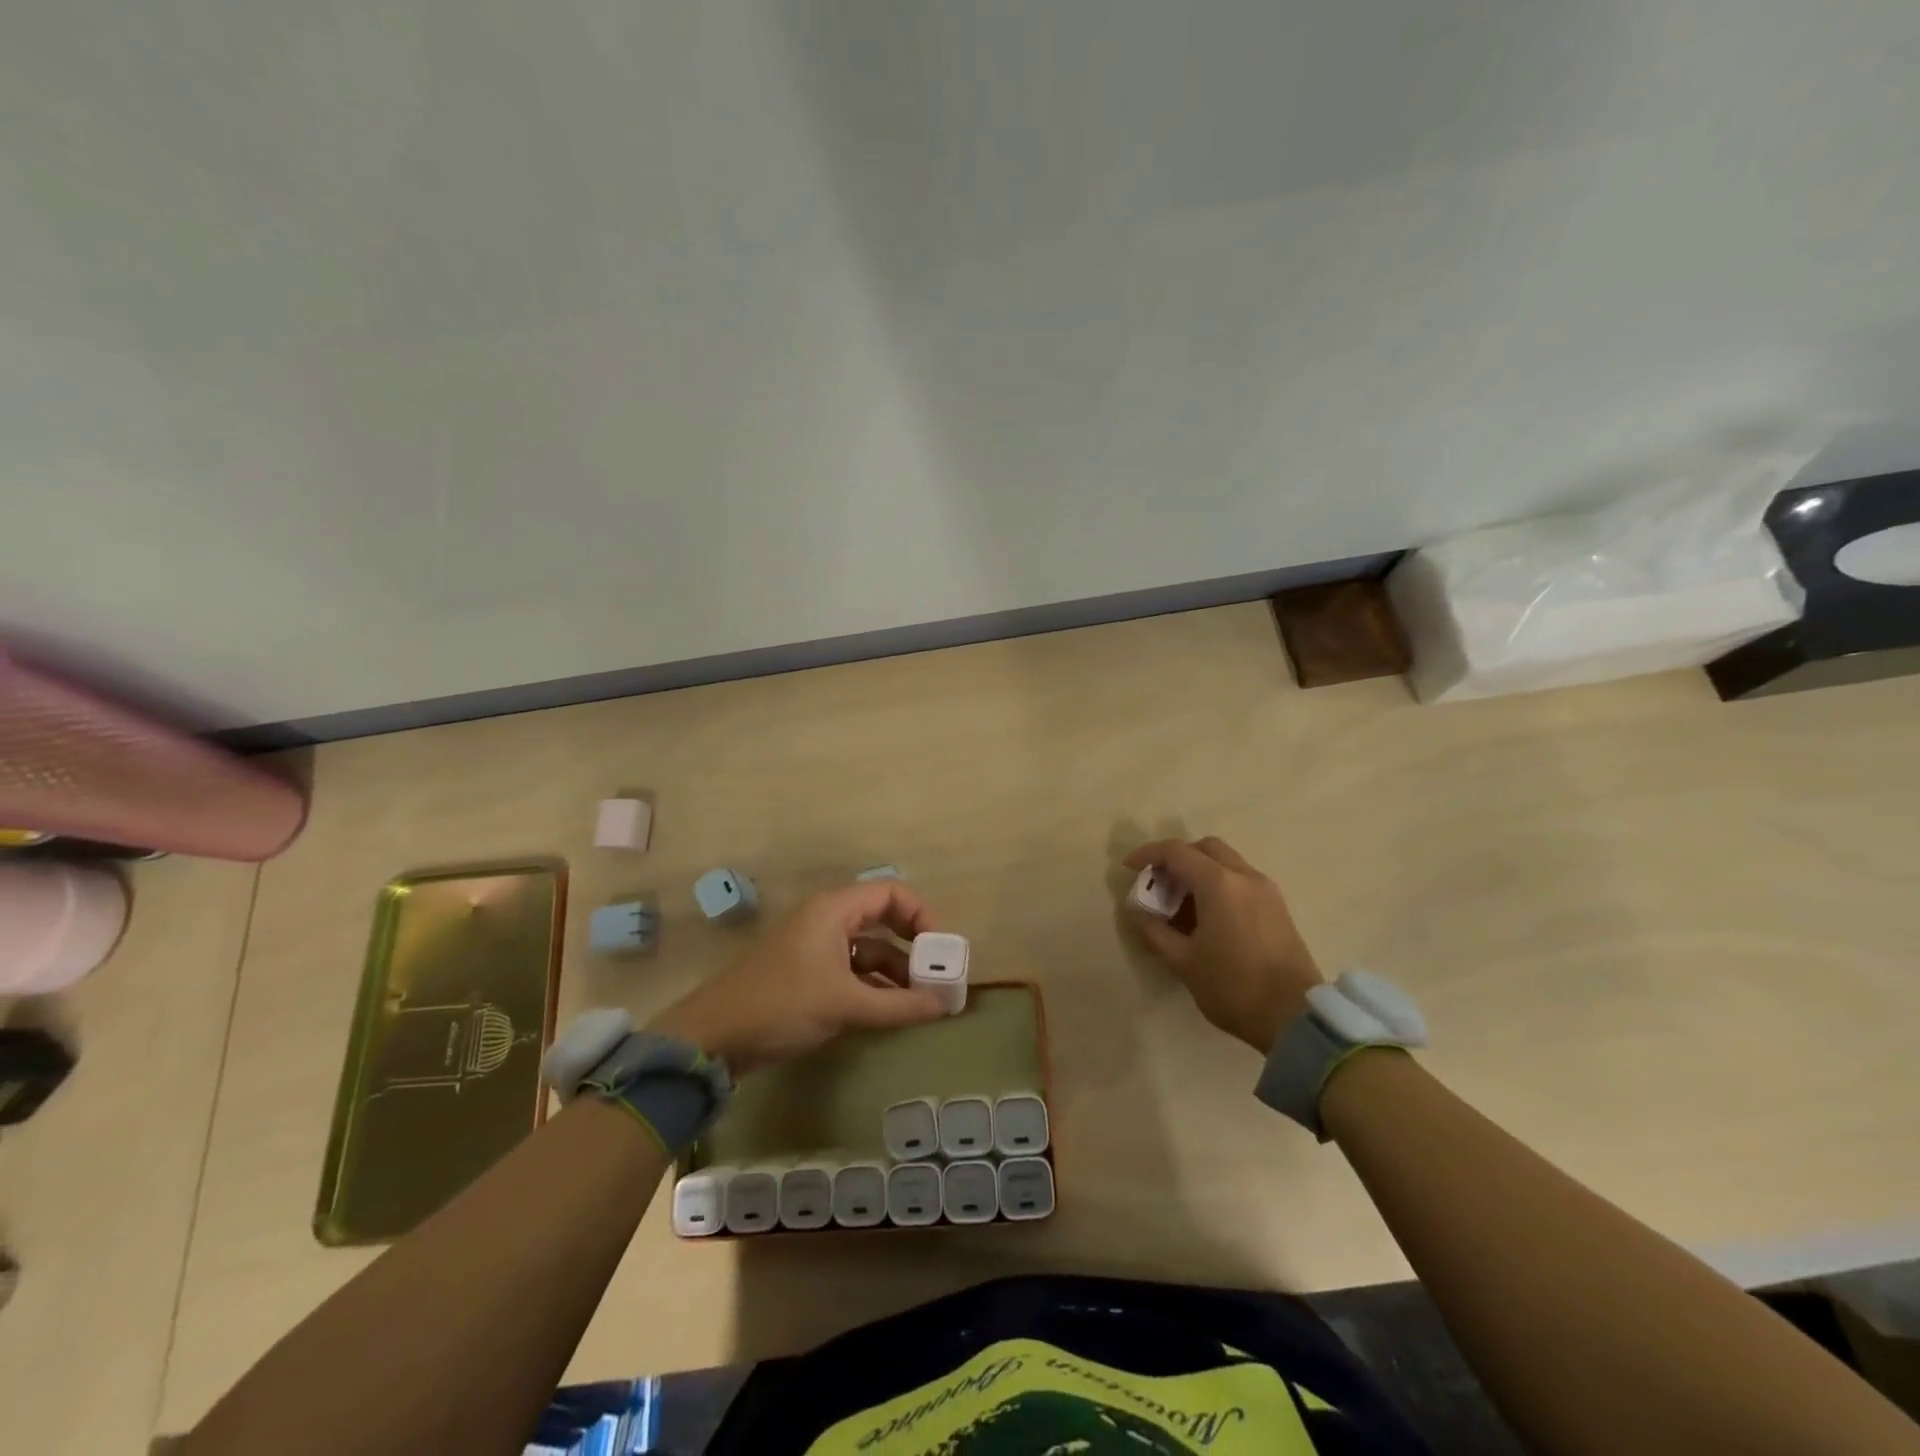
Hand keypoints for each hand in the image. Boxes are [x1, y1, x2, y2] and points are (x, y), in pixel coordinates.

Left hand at [648, 882, 948, 1075]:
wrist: (714, 1037)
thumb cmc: (782, 1004)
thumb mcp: (845, 1004)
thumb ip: (899, 1005)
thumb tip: (946, 1005)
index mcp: (835, 910)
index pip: (891, 893)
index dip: (921, 916)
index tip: (941, 950)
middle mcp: (829, 921)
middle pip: (884, 920)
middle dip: (913, 946)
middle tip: (938, 976)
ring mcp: (818, 948)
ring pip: (870, 949)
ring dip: (896, 972)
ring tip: (922, 1001)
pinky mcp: (810, 975)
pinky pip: (854, 971)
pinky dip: (876, 987)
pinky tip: (893, 1011)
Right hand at [1123, 837, 1323, 1053]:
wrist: (1294, 1018)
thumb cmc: (1233, 986)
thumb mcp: (1183, 961)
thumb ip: (1155, 931)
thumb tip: (1137, 912)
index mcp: (1219, 883)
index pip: (1176, 852)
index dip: (1148, 855)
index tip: (1129, 868)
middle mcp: (1244, 876)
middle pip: (1205, 848)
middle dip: (1177, 858)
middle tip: (1158, 882)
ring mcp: (1266, 890)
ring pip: (1226, 862)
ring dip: (1199, 871)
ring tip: (1179, 902)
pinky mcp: (1277, 907)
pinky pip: (1241, 879)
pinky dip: (1218, 884)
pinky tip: (1206, 914)